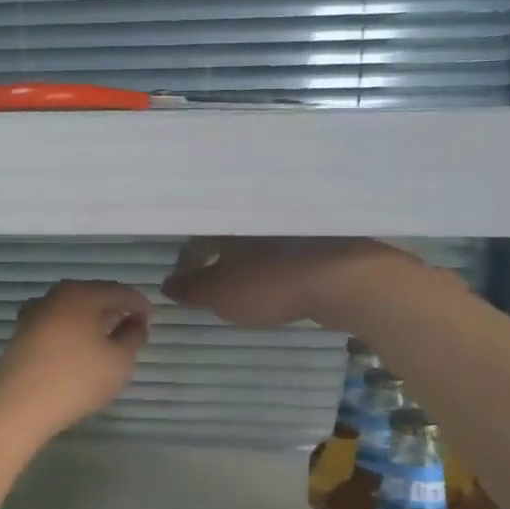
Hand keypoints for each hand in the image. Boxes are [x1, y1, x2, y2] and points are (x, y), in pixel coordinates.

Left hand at [0, 280, 152, 441]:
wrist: (20, 405)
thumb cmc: (78, 378)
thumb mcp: (120, 360)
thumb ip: (133, 337)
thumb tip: (135, 323)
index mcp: (82, 294)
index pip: (119, 291)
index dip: (139, 304)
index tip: (151, 321)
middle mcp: (55, 296)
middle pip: (93, 296)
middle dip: (114, 309)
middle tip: (131, 327)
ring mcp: (34, 314)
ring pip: (72, 310)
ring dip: (92, 320)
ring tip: (107, 340)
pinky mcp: (22, 335)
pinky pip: (56, 325)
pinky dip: (72, 331)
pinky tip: (79, 350)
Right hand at [160, 238, 419, 327]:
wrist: (342, 280)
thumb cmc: (270, 283)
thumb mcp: (219, 294)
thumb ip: (190, 290)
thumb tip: (167, 284)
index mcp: (229, 221)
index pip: (196, 237)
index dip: (186, 263)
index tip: (182, 284)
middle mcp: (256, 214)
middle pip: (228, 234)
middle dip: (217, 258)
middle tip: (211, 282)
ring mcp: (290, 224)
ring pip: (258, 240)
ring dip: (247, 260)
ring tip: (242, 284)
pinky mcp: (318, 238)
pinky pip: (284, 248)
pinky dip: (273, 263)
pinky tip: (275, 282)